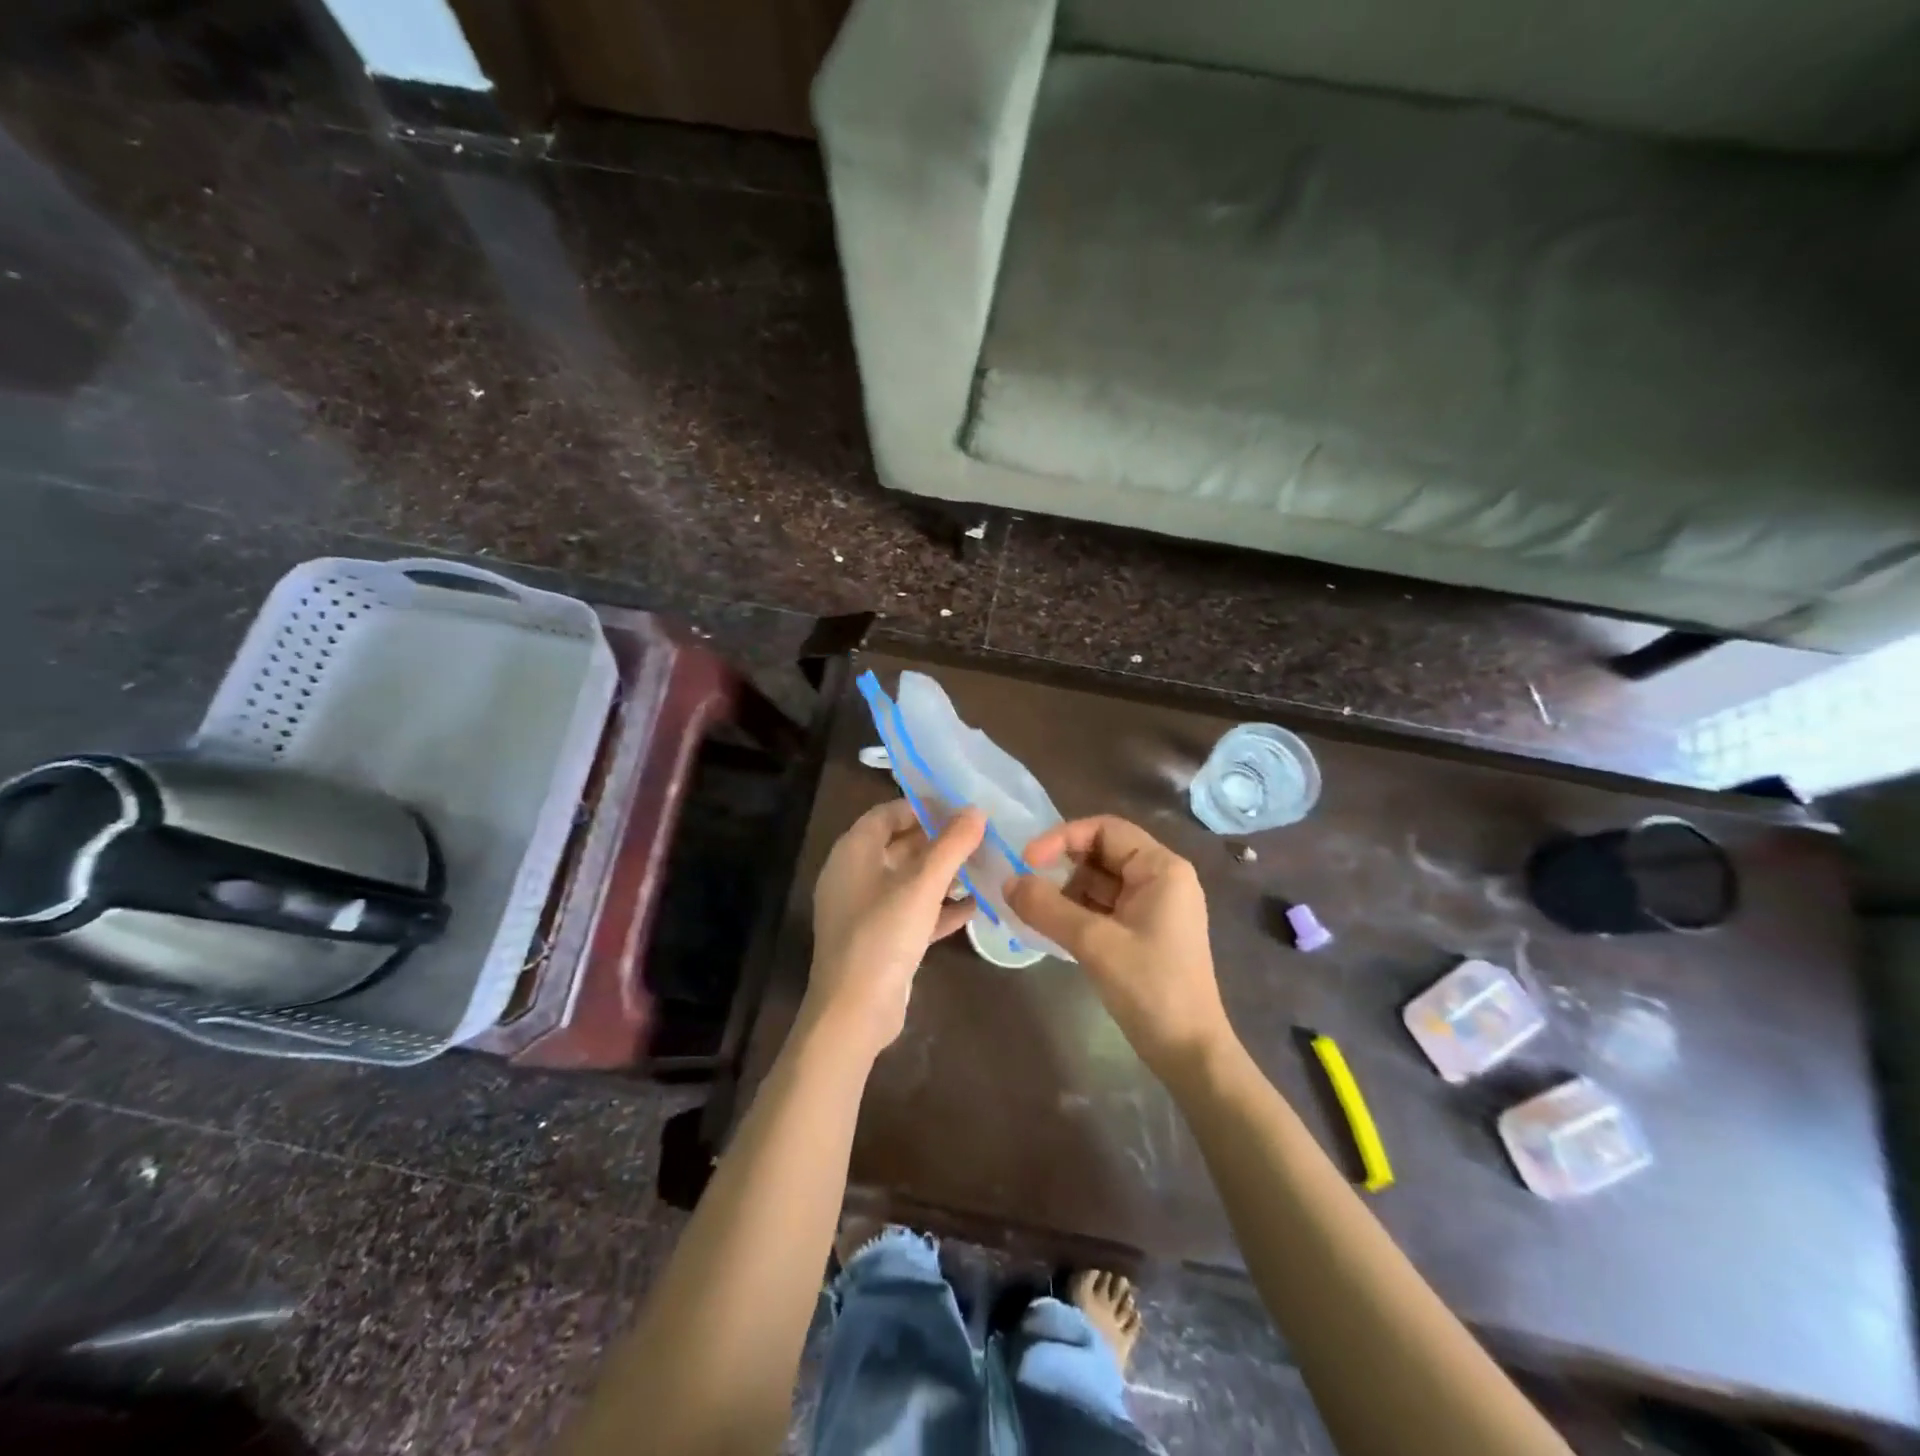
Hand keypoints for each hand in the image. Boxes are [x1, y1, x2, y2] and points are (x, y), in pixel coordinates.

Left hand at [806, 799, 985, 1058]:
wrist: (855, 1011)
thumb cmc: (883, 935)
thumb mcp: (922, 885)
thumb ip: (951, 845)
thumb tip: (976, 810)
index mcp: (853, 853)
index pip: (887, 814)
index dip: (922, 807)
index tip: (960, 806)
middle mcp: (855, 876)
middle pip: (900, 846)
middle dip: (939, 841)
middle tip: (980, 835)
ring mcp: (866, 910)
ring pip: (909, 881)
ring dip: (943, 874)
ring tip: (984, 865)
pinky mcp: (881, 940)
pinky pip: (913, 913)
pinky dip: (940, 907)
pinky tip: (975, 906)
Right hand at [1008, 816, 1232, 1080]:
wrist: (1189, 1052)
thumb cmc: (1150, 987)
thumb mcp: (1094, 943)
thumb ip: (1047, 908)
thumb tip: (1007, 882)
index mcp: (1162, 868)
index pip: (1105, 829)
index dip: (1062, 837)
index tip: (1027, 860)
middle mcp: (1161, 879)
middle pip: (1102, 853)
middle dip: (1062, 866)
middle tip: (1026, 885)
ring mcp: (1154, 906)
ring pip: (1100, 881)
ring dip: (1066, 891)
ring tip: (1033, 910)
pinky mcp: (1145, 931)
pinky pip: (1104, 906)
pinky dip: (1077, 911)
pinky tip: (1051, 926)